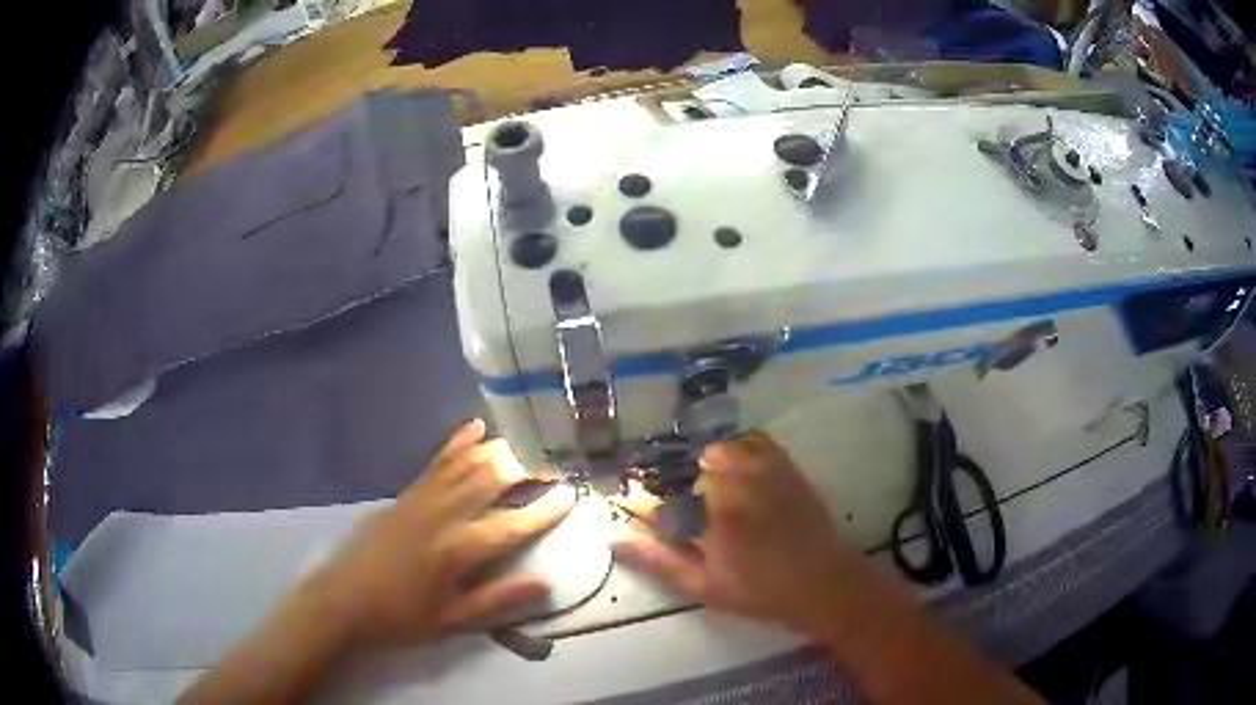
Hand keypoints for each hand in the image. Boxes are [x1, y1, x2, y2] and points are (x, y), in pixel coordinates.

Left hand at [307, 419, 575, 647]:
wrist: (342, 601)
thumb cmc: (399, 618)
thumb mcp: (450, 621)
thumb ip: (497, 602)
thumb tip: (544, 584)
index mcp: (455, 550)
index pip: (510, 526)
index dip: (544, 511)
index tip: (571, 495)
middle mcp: (441, 516)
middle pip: (490, 481)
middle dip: (526, 468)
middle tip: (555, 462)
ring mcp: (420, 499)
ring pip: (466, 464)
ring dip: (499, 450)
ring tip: (529, 441)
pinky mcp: (405, 495)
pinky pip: (436, 463)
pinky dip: (458, 444)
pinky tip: (475, 428)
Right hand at [613, 432, 874, 638]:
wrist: (821, 581)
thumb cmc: (758, 591)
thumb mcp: (703, 586)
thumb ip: (658, 560)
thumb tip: (614, 537)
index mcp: (707, 521)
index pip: (656, 503)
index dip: (638, 503)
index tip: (630, 504)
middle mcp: (731, 488)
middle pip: (684, 473)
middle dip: (672, 489)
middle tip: (681, 511)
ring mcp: (760, 472)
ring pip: (715, 451)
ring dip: (704, 467)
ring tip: (709, 490)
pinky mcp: (783, 465)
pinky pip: (752, 439)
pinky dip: (738, 447)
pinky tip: (736, 467)